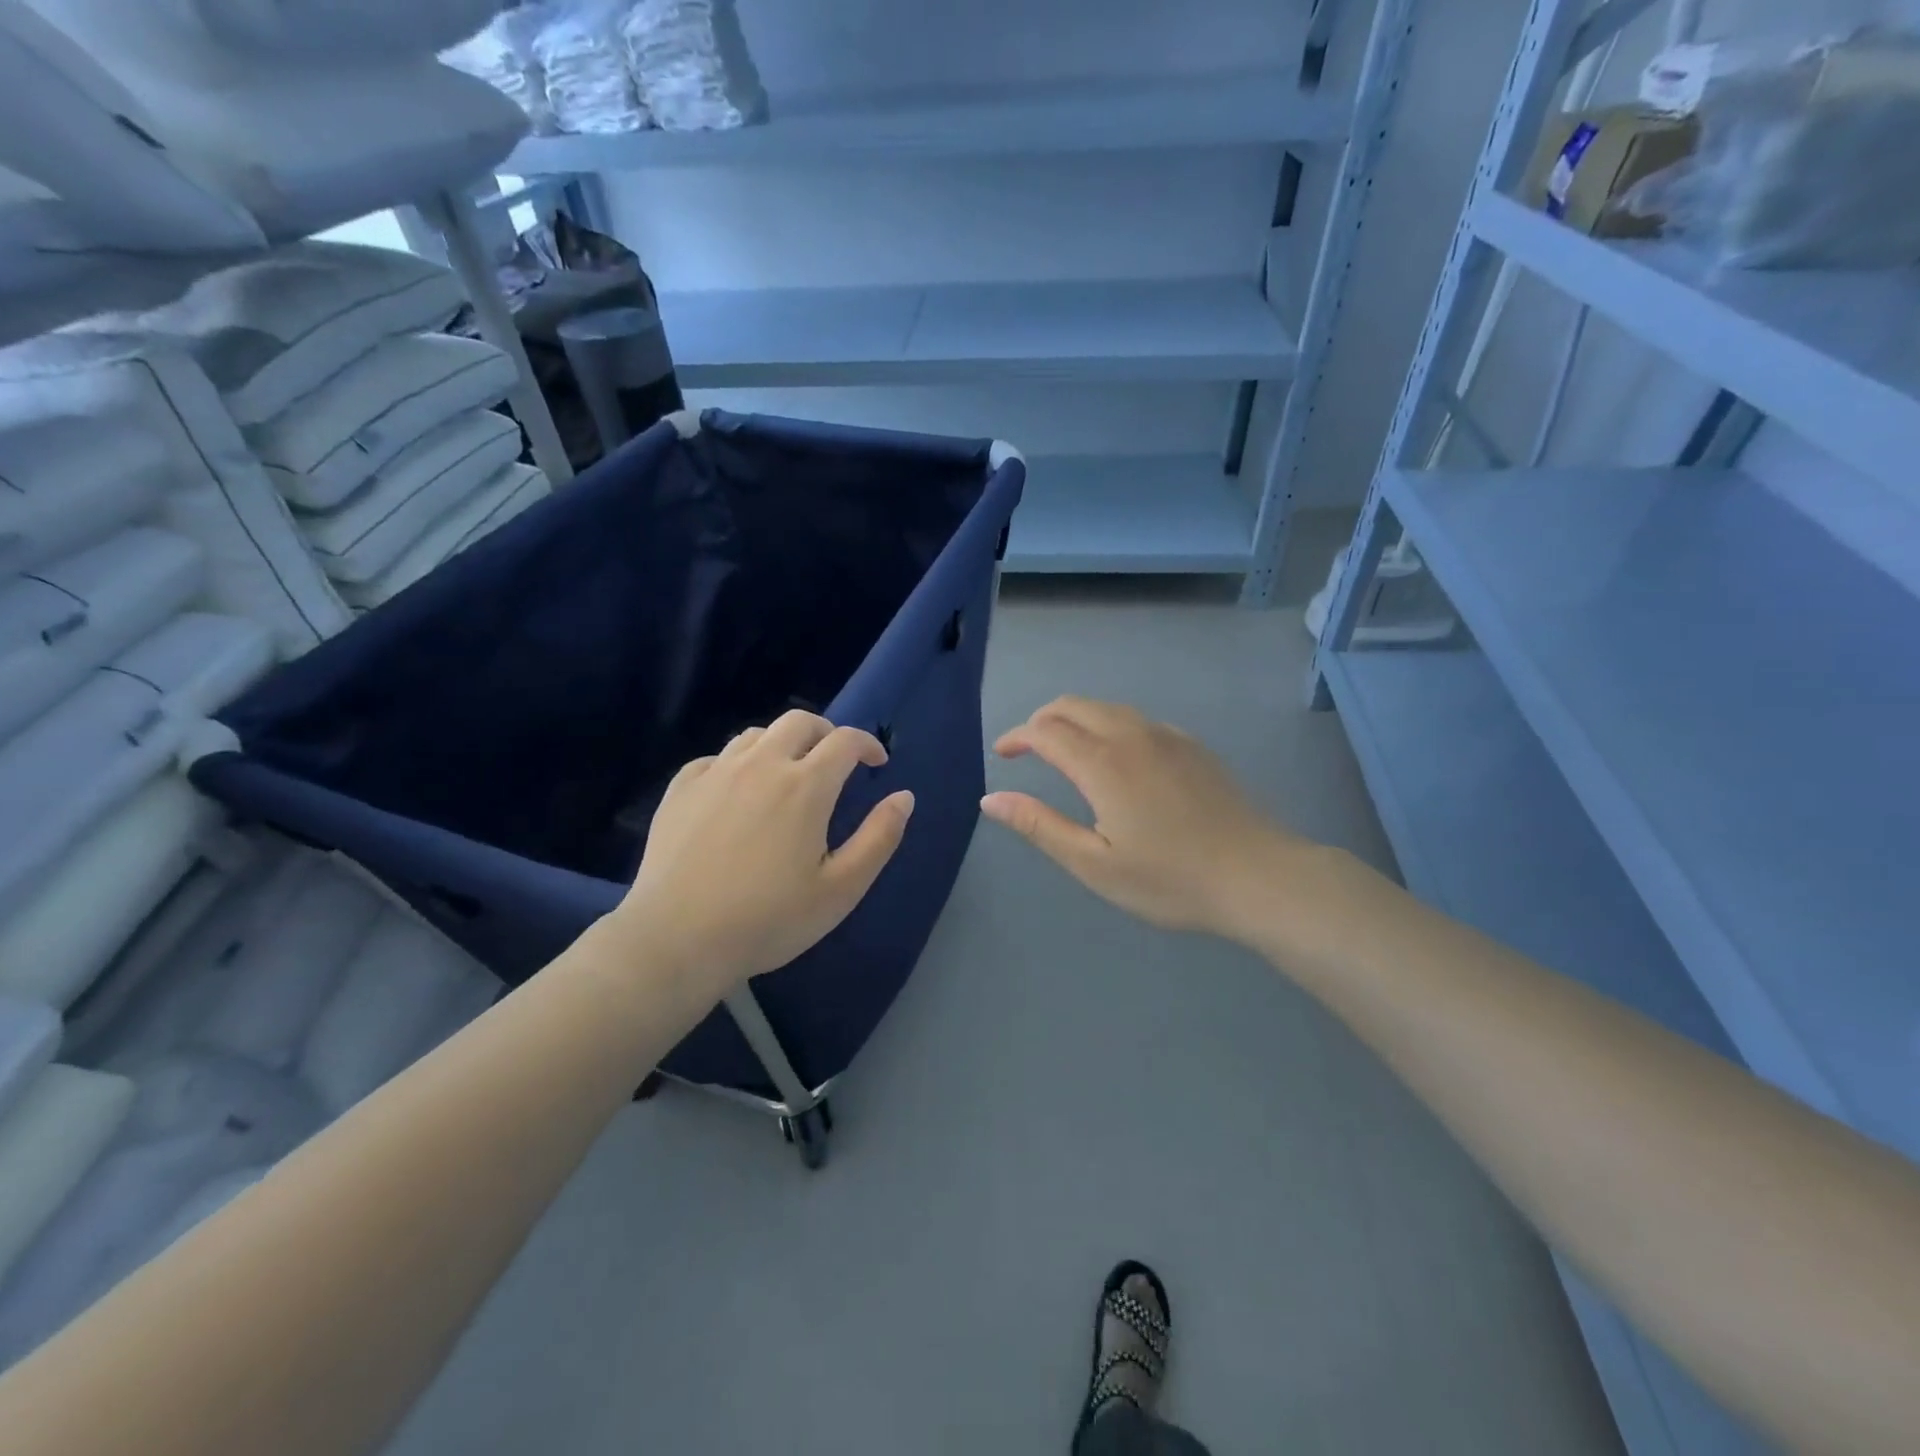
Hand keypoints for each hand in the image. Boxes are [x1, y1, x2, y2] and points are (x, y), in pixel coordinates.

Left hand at [614, 711, 913, 1000]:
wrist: (676, 941)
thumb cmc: (769, 920)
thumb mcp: (841, 889)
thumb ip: (879, 838)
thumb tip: (904, 796)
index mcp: (806, 786)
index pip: (845, 740)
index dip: (868, 743)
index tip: (877, 762)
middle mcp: (762, 765)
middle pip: (800, 722)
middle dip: (826, 733)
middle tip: (834, 762)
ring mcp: (716, 773)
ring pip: (757, 735)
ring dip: (782, 745)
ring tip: (787, 776)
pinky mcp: (681, 788)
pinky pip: (717, 757)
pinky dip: (739, 764)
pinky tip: (737, 793)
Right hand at [981, 696, 1304, 940]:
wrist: (1258, 876)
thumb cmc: (1169, 879)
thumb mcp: (1094, 864)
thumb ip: (1039, 825)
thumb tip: (991, 799)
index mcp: (1102, 763)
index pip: (1045, 731)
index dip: (1017, 736)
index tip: (1003, 753)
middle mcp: (1131, 735)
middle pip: (1074, 705)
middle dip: (1042, 719)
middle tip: (1027, 748)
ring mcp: (1167, 736)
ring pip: (1107, 707)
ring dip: (1075, 719)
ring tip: (1063, 750)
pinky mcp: (1192, 746)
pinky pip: (1137, 719)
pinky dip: (1109, 725)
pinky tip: (1116, 758)